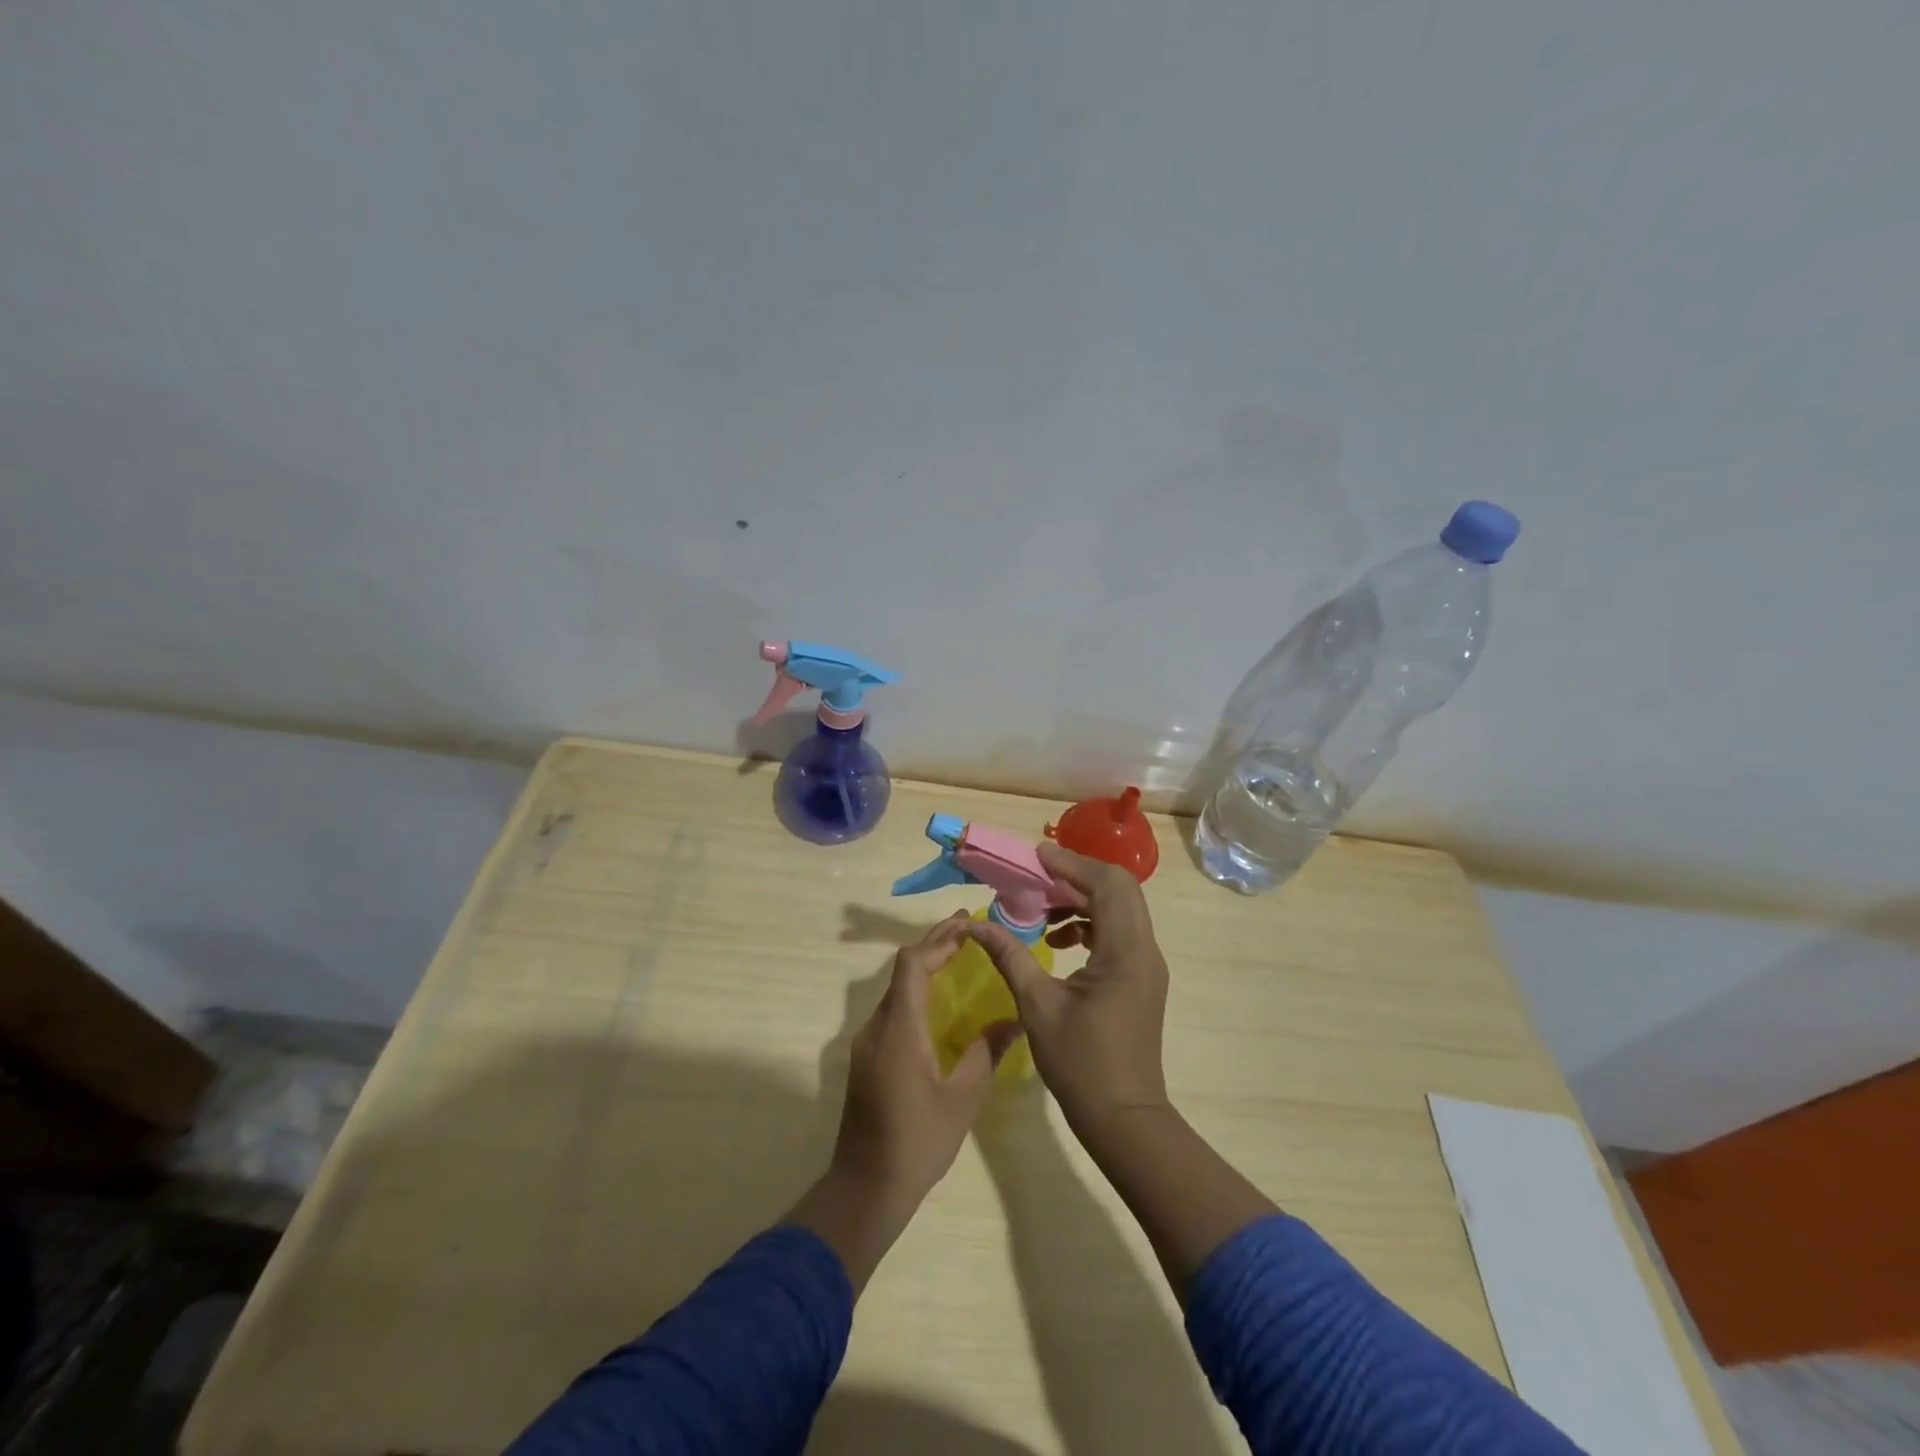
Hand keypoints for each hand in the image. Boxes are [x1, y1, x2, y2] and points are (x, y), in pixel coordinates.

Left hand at [791, 912, 1020, 1289]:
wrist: (865, 1188)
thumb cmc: (917, 1142)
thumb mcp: (962, 1098)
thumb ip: (985, 1052)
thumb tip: (1014, 1020)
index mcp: (899, 1028)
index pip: (913, 964)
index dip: (938, 939)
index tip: (967, 924)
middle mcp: (877, 1025)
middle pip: (902, 970)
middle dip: (934, 945)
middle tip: (968, 930)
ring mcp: (867, 1042)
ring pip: (896, 988)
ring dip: (924, 966)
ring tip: (958, 955)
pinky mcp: (866, 1057)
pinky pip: (892, 1009)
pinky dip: (916, 991)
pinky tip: (938, 1000)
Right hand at [966, 845, 1170, 1137]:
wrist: (1123, 1119)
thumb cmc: (1080, 1063)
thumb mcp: (1036, 1005)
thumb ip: (1009, 955)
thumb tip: (975, 925)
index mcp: (1124, 951)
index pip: (1106, 884)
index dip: (1071, 864)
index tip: (1035, 857)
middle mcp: (1144, 949)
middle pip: (1119, 888)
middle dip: (1077, 876)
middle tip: (1037, 877)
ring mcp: (1147, 965)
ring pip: (1120, 909)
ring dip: (1083, 900)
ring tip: (1042, 912)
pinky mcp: (1141, 979)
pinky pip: (1119, 932)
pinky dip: (1091, 924)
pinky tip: (1059, 941)